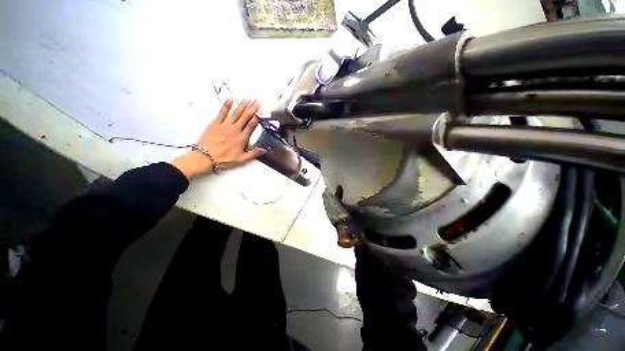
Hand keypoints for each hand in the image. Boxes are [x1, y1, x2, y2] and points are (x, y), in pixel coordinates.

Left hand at [172, 98, 265, 178]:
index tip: (261, 110)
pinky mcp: (215, 123)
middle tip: (258, 100)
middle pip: (245, 116)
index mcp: (242, 138)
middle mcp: (235, 129)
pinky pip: (222, 112)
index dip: (257, 117)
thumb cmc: (225, 159)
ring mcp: (225, 125)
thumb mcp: (242, 159)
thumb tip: (265, 149)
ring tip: (248, 98)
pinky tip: (231, 98)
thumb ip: (253, 154)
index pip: (251, 125)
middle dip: (252, 108)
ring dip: (242, 105)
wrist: (205, 157)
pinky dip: (226, 105)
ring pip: (236, 113)